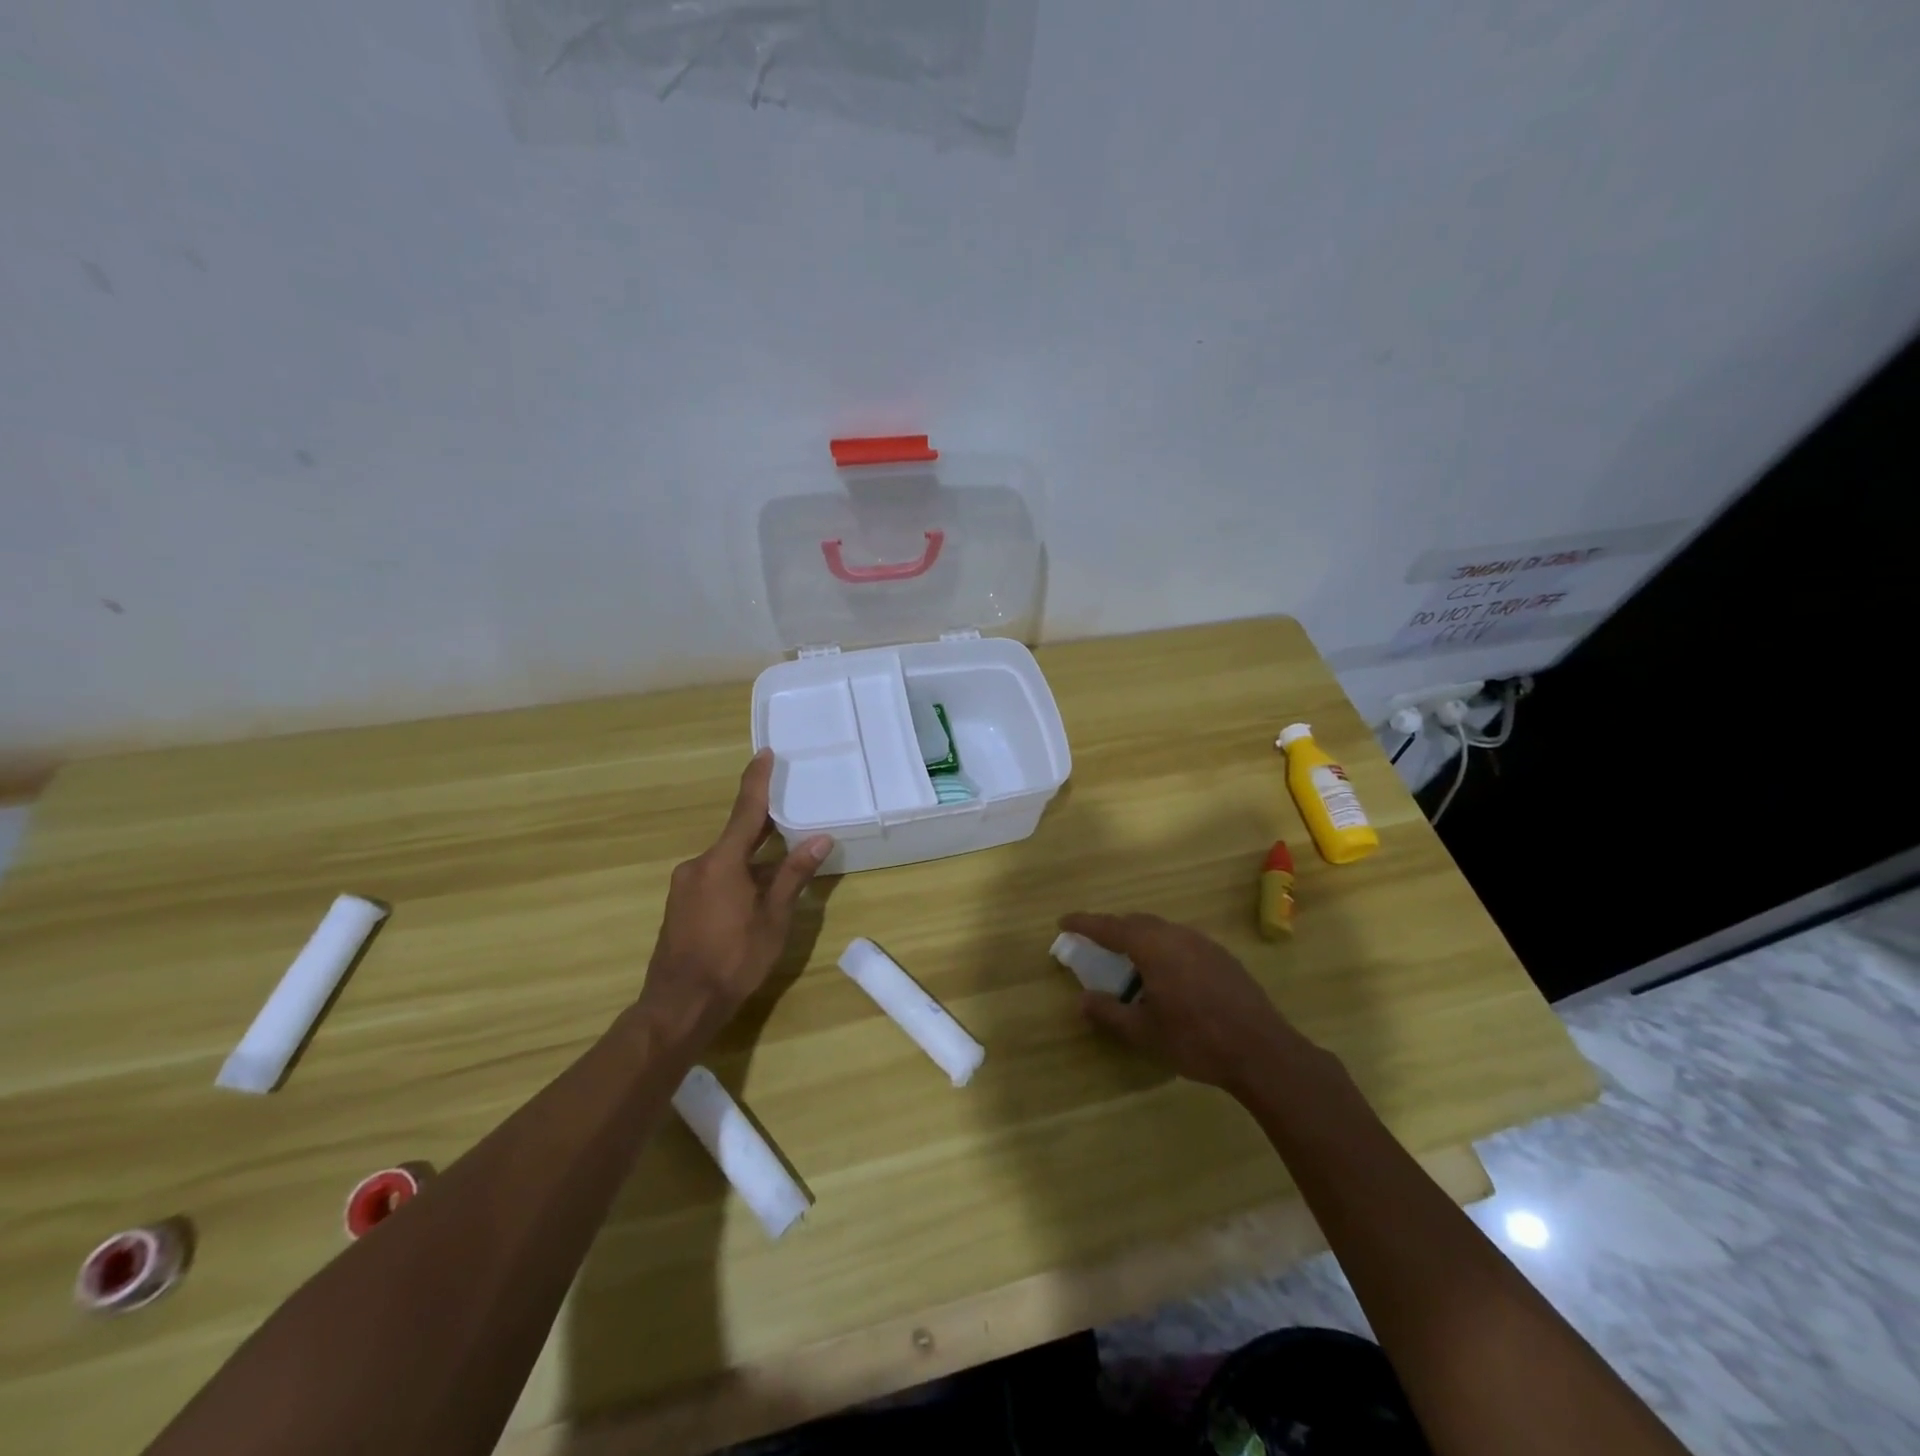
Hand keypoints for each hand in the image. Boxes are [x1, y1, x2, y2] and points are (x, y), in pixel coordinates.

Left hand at [639, 750, 832, 1040]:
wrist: (680, 1005)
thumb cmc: (733, 959)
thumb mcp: (773, 918)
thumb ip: (793, 875)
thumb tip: (819, 838)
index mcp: (722, 862)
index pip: (745, 811)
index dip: (757, 781)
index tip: (765, 754)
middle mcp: (698, 865)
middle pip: (737, 835)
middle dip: (763, 824)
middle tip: (790, 808)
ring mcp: (685, 885)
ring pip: (727, 859)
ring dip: (753, 857)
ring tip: (782, 862)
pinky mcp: (681, 905)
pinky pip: (715, 876)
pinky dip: (738, 875)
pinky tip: (756, 893)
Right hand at [1060, 912, 1326, 1093]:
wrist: (1262, 1051)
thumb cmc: (1195, 1040)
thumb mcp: (1143, 1033)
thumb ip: (1109, 1012)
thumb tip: (1082, 999)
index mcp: (1153, 947)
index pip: (1110, 927)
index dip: (1084, 923)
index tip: (1063, 921)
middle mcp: (1177, 935)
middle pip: (1136, 921)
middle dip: (1112, 928)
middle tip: (1094, 942)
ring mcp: (1203, 943)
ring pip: (1161, 929)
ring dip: (1139, 937)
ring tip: (1128, 959)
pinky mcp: (1222, 956)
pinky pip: (1181, 941)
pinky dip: (1162, 947)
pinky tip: (1166, 974)